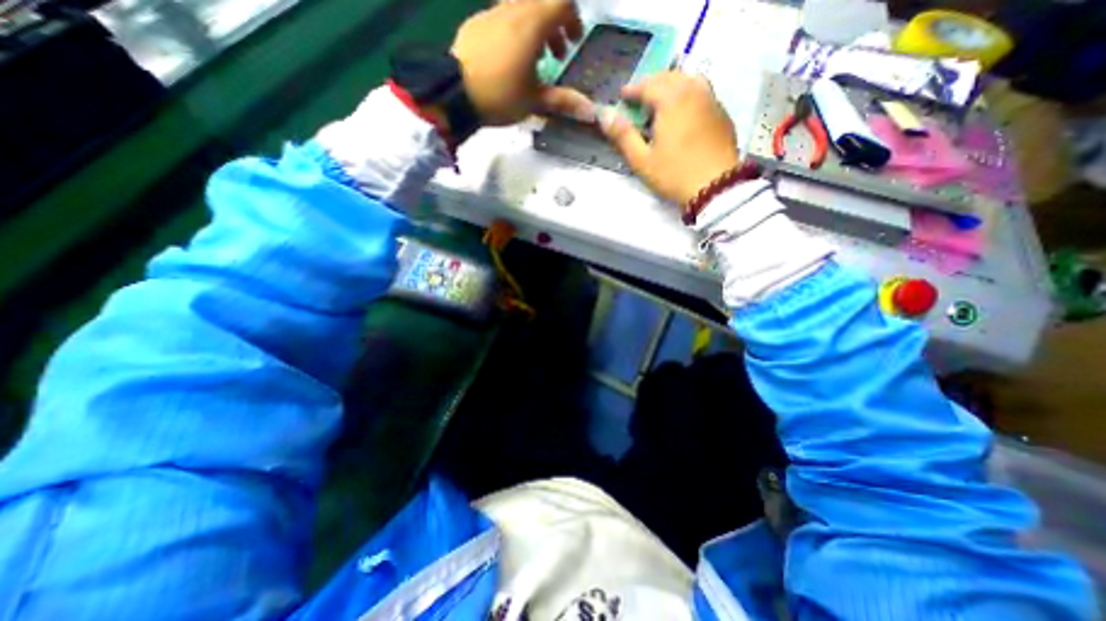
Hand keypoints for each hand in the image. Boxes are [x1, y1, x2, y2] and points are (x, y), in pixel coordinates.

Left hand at [446, 1, 590, 124]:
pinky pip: (503, 16)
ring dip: (535, 28)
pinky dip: (516, 30)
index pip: (561, 2)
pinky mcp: (477, 23)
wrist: (453, 93)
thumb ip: (563, 101)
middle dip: (555, 23)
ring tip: (535, 59)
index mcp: (531, 25)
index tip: (573, 43)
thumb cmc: (499, 96)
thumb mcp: (534, 101)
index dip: (573, 18)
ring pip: (522, 7)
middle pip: (542, 2)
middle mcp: (513, 10)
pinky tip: (510, 59)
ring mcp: (492, 13)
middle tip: (558, 53)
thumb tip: (591, 112)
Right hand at [603, 71, 736, 204]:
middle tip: (639, 99)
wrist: (715, 187)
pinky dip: (687, 94)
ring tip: (661, 103)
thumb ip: (622, 135)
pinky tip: (682, 113)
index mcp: (672, 99)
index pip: (648, 84)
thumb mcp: (642, 160)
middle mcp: (694, 91)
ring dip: (671, 86)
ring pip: (688, 80)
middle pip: (669, 77)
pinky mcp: (722, 113)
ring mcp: (711, 100)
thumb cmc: (674, 174)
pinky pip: (702, 92)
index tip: (622, 96)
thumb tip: (604, 114)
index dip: (632, 90)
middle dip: (651, 84)